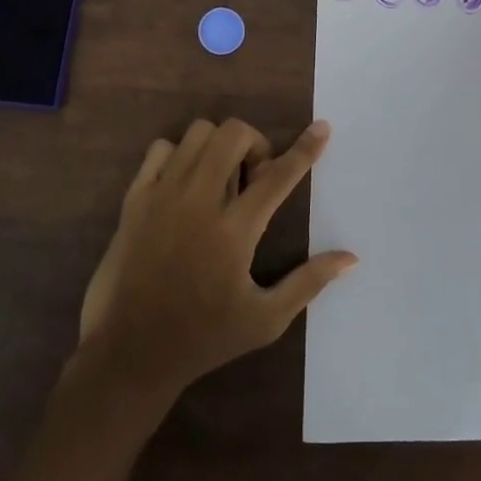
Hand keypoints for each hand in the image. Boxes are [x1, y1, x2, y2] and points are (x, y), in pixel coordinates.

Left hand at [76, 118, 356, 397]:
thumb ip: (308, 282)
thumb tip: (350, 258)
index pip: (278, 176)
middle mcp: (199, 201)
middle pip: (233, 134)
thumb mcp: (265, 320)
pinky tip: (184, 184)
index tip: (322, 128)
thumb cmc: (203, 339)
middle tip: (253, 177)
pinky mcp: (135, 197)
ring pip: (198, 133)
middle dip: (254, 143)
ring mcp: (163, 194)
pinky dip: (179, 155)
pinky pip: (161, 148)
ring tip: (219, 179)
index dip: (305, 148)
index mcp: (234, 231)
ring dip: (218, 146)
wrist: (129, 353)